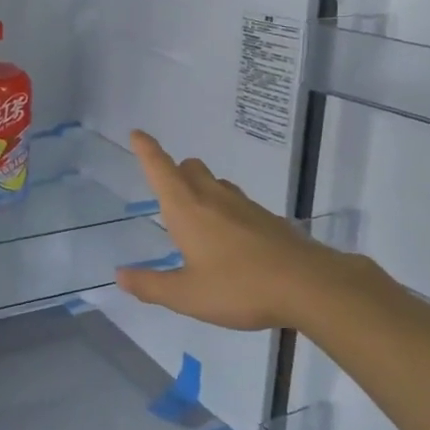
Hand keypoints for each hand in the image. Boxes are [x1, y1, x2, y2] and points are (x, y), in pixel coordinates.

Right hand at [115, 130, 326, 330]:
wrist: (310, 286)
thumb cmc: (240, 287)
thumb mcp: (187, 295)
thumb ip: (151, 285)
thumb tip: (120, 275)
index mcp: (187, 209)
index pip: (161, 169)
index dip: (147, 150)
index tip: (137, 134)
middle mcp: (214, 198)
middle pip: (190, 169)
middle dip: (175, 171)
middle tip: (166, 189)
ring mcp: (245, 206)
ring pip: (217, 183)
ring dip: (202, 188)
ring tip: (197, 216)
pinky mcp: (269, 219)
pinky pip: (238, 203)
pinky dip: (226, 210)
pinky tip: (230, 239)